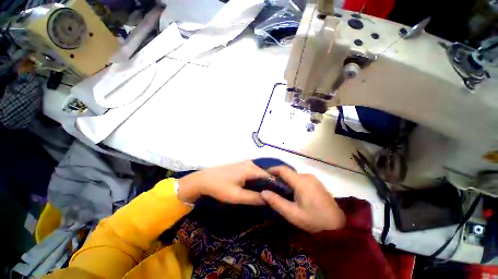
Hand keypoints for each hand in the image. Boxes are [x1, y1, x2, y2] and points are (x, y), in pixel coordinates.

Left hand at [177, 161, 269, 204]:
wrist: (204, 179)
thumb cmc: (220, 187)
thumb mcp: (237, 196)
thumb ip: (254, 198)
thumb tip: (269, 199)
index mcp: (251, 169)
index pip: (270, 176)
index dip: (276, 186)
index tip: (281, 196)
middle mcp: (251, 164)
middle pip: (265, 174)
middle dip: (270, 185)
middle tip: (275, 197)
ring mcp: (246, 163)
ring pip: (259, 173)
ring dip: (263, 183)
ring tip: (268, 194)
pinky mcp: (241, 166)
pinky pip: (253, 172)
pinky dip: (257, 180)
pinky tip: (257, 188)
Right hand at [260, 166, 345, 232]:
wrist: (338, 226)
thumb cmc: (314, 220)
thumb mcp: (292, 214)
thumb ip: (276, 202)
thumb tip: (262, 192)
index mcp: (301, 181)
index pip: (282, 169)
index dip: (271, 170)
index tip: (263, 175)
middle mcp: (307, 176)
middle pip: (288, 172)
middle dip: (277, 177)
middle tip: (269, 186)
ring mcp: (313, 179)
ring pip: (294, 176)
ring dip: (285, 180)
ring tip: (278, 190)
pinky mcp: (316, 183)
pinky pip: (300, 179)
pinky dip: (292, 182)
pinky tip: (291, 192)